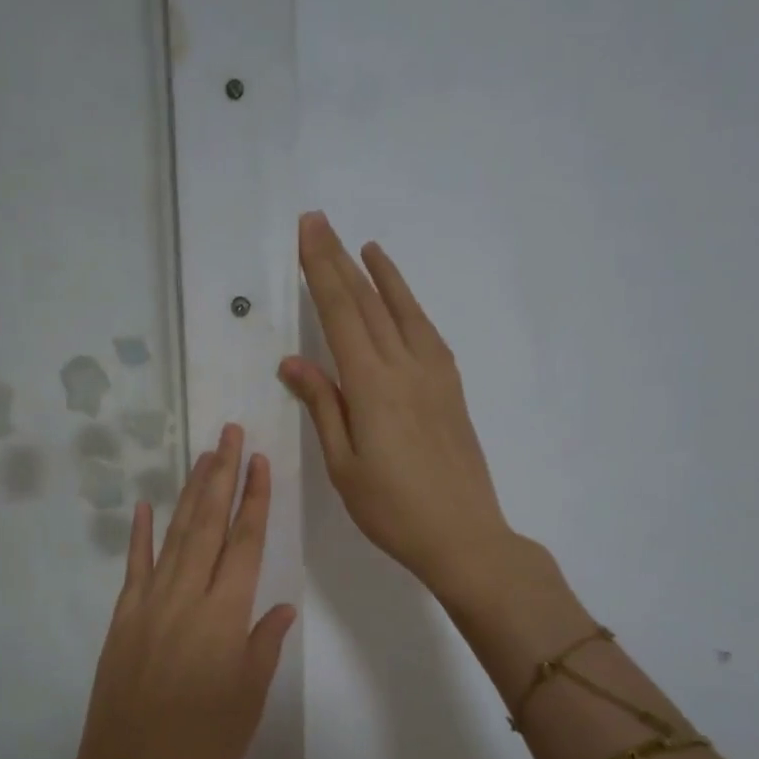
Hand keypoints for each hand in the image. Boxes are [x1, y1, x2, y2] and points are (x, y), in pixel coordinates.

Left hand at [71, 423, 295, 758]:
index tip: (260, 462)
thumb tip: (280, 606)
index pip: (246, 542)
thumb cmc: (203, 745)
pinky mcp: (122, 620)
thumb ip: (263, 645)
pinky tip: (147, 507)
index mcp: (225, 614)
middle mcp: (187, 596)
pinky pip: (133, 567)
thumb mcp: (248, 699)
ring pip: (174, 536)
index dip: (255, 499)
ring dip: (190, 494)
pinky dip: (140, 535)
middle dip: (222, 476)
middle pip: (208, 524)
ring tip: (204, 458)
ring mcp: (149, 604)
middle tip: (230, 435)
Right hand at [282, 211, 510, 592]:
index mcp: (372, 385)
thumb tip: (294, 362)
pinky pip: (426, 333)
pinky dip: (410, 306)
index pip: (340, 313)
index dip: (321, 269)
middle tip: (320, 223)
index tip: (307, 232)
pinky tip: (402, 303)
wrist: (463, 535)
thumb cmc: (392, 509)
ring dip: (382, 276)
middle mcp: (405, 367)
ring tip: (366, 247)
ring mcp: (435, 375)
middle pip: (368, 302)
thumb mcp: (344, 464)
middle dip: (341, 260)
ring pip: (403, 311)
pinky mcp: (451, 388)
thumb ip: (323, 406)